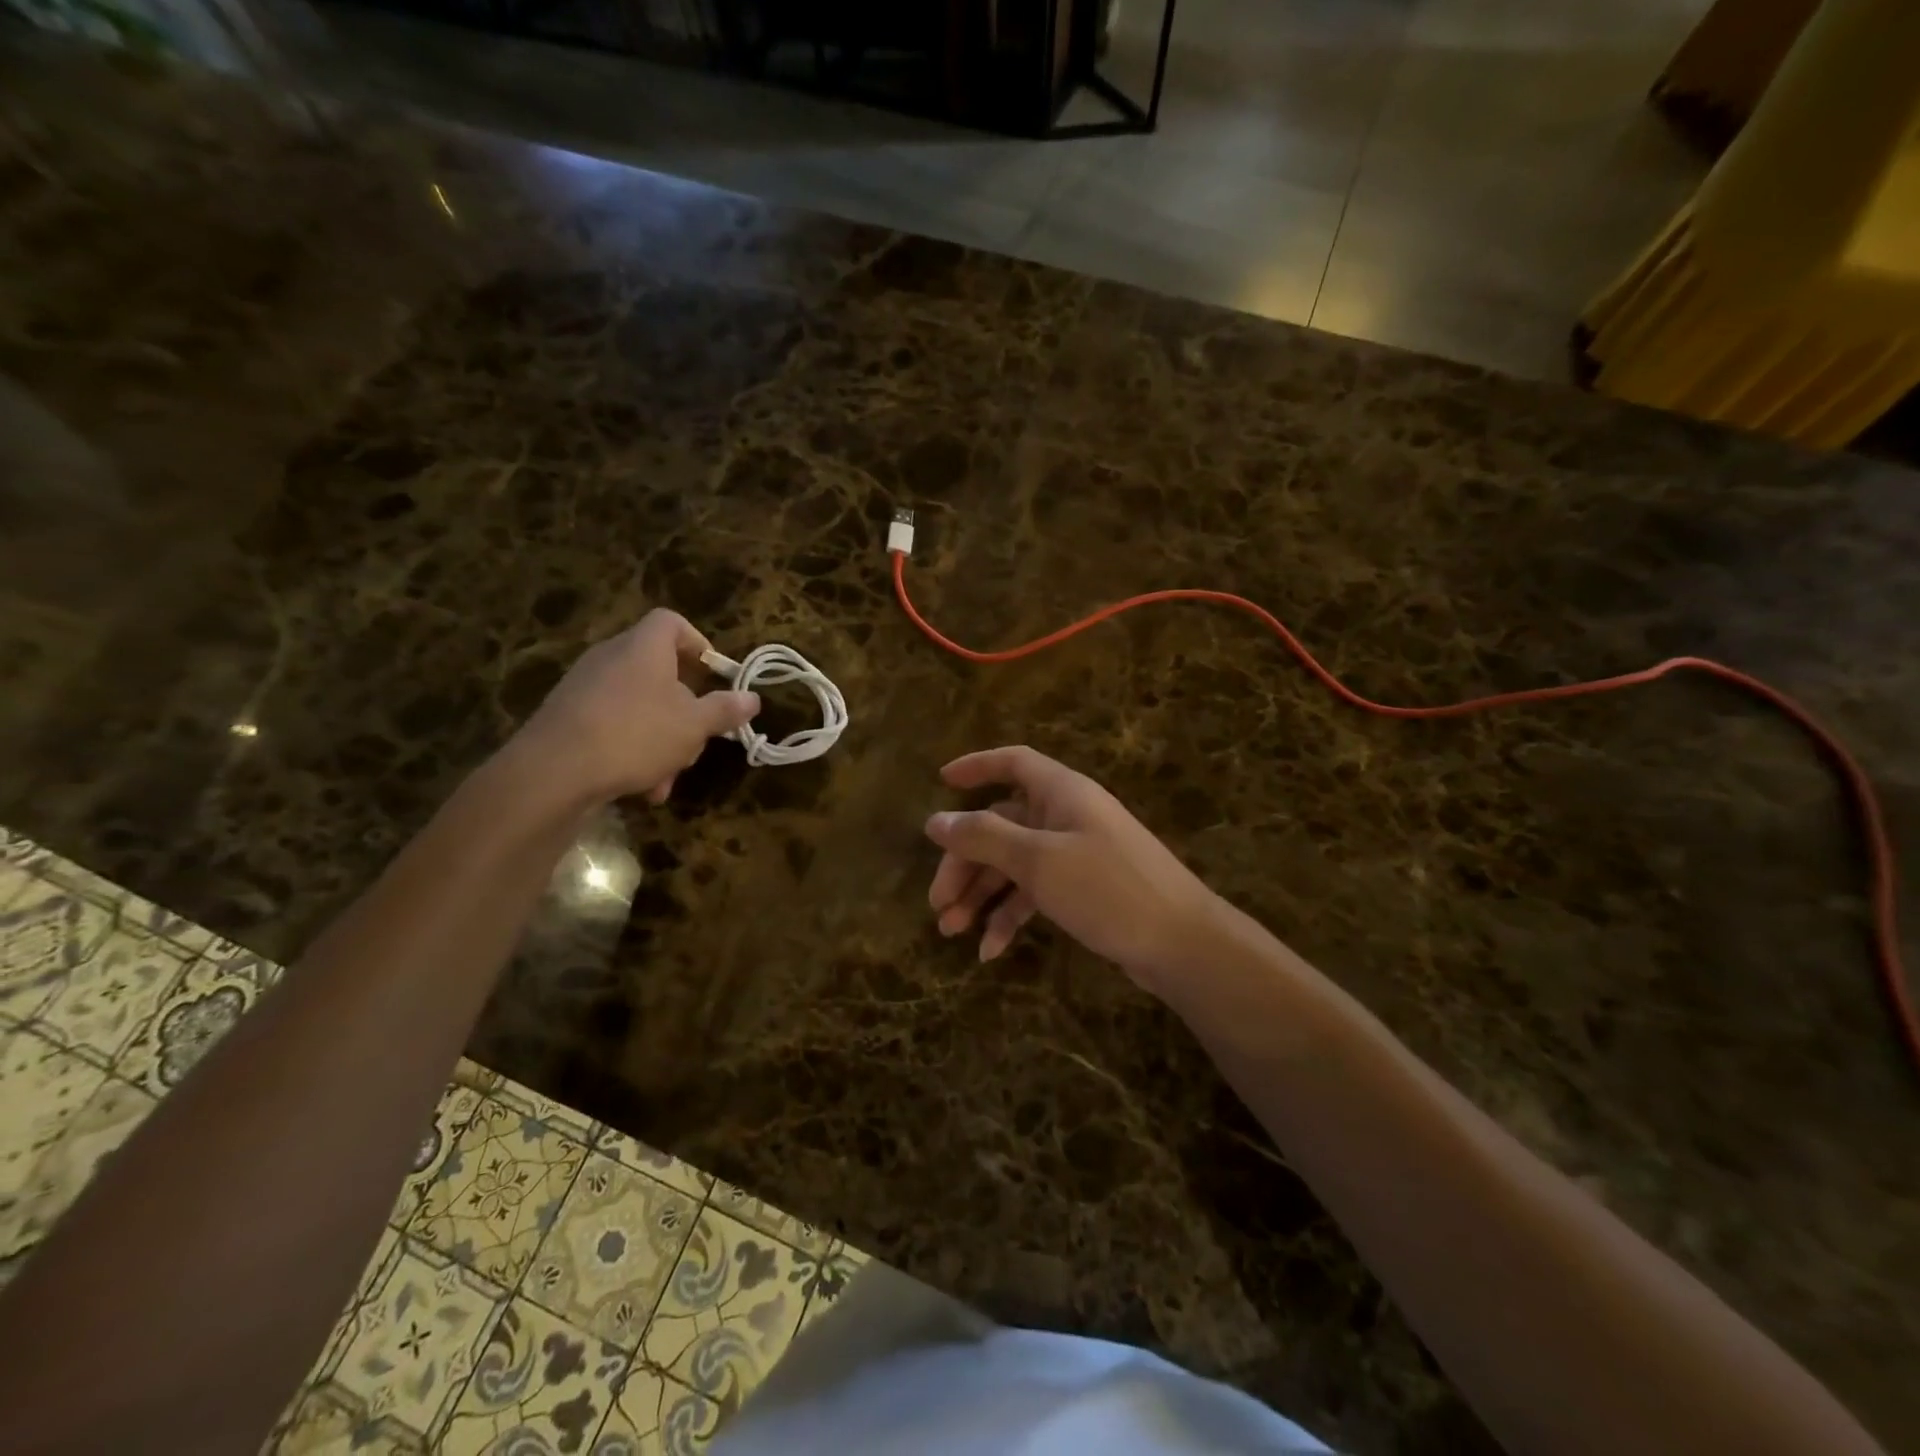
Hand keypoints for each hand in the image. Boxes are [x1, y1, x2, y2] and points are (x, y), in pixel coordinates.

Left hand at [515, 610, 759, 805]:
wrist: (553, 772)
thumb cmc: (635, 734)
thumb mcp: (693, 725)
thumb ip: (724, 709)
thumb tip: (752, 698)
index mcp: (644, 647)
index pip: (672, 623)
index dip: (699, 644)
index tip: (714, 677)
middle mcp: (611, 658)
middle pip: (659, 671)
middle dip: (685, 708)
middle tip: (698, 735)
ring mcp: (585, 688)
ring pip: (639, 706)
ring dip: (662, 740)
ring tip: (669, 777)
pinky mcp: (568, 718)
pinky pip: (613, 726)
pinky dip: (632, 751)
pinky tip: (642, 789)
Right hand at [925, 745, 1221, 985]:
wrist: (1182, 943)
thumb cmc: (1108, 888)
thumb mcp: (1038, 861)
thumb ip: (984, 837)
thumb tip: (935, 821)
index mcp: (1061, 793)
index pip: (1013, 763)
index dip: (976, 766)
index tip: (941, 782)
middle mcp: (1067, 816)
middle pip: (1002, 825)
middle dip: (965, 862)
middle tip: (937, 902)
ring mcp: (1076, 854)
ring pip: (1014, 864)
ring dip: (981, 895)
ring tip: (952, 931)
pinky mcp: (1083, 890)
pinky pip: (1035, 893)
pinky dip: (1011, 916)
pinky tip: (990, 951)